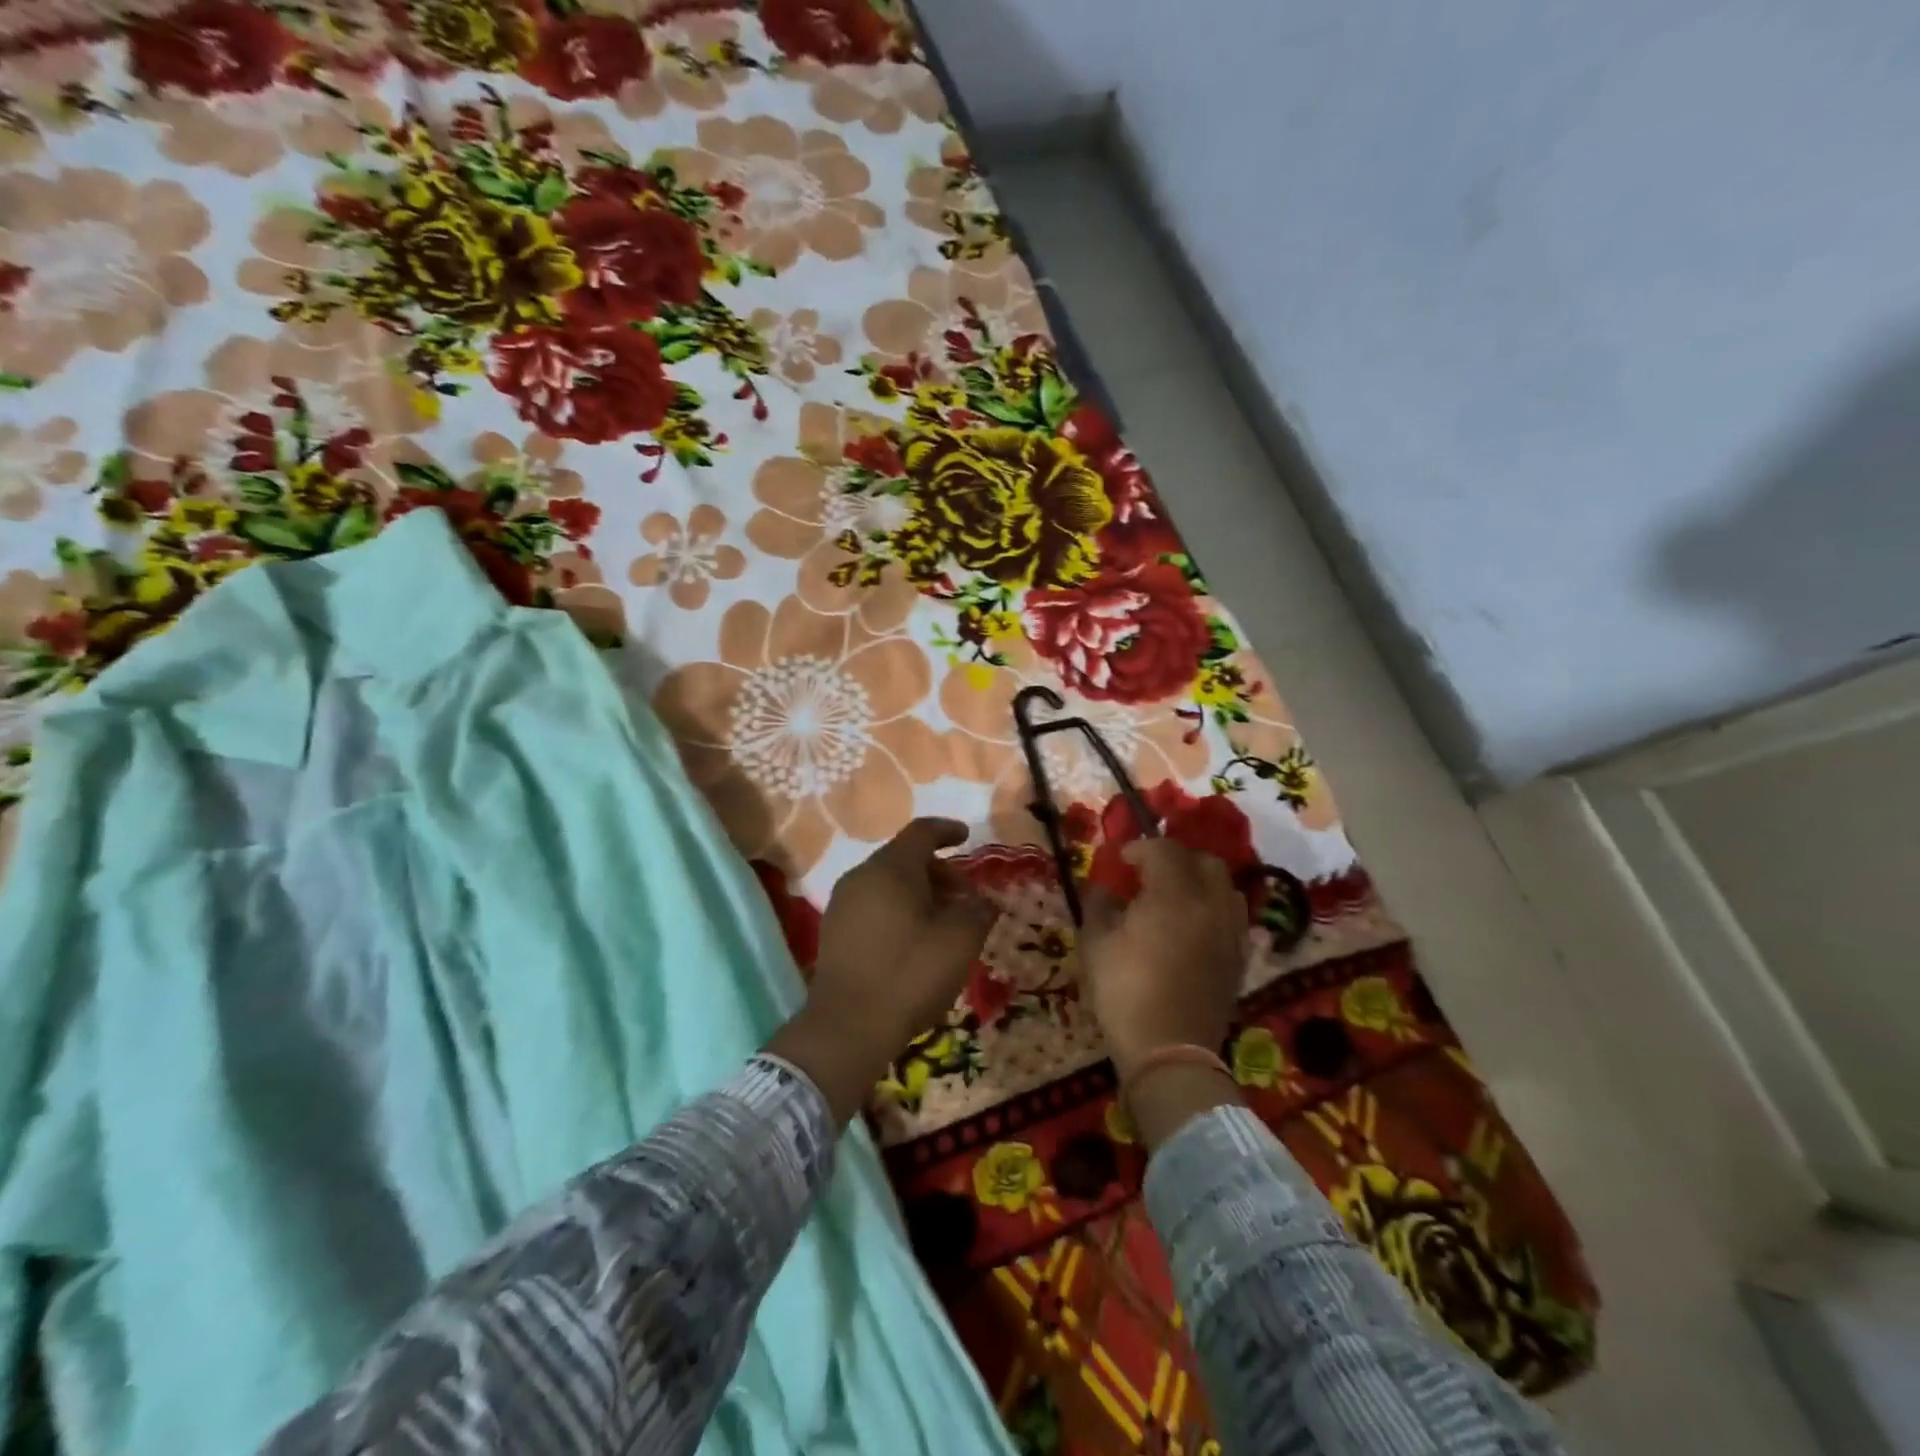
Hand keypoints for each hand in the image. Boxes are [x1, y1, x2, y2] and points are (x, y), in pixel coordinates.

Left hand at [767, 819, 995, 1121]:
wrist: (847, 1027)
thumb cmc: (909, 974)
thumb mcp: (959, 941)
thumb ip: (977, 911)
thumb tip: (982, 902)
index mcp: (890, 869)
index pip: (921, 832)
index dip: (947, 830)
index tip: (967, 836)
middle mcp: (861, 876)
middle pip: (904, 858)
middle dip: (939, 871)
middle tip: (966, 898)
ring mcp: (842, 904)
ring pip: (887, 884)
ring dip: (920, 893)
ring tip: (944, 923)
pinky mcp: (834, 932)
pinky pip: (873, 905)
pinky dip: (898, 910)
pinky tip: (915, 941)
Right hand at [1079, 837, 1247, 1082]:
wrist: (1169, 1052)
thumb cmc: (1124, 992)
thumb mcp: (1095, 944)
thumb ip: (1098, 904)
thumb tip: (1102, 886)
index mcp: (1174, 895)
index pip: (1164, 850)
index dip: (1140, 848)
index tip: (1121, 861)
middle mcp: (1210, 905)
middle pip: (1204, 861)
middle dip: (1176, 858)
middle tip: (1150, 873)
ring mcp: (1231, 932)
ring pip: (1226, 886)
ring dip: (1200, 881)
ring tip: (1175, 896)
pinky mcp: (1240, 958)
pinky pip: (1234, 916)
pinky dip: (1215, 908)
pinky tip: (1194, 926)